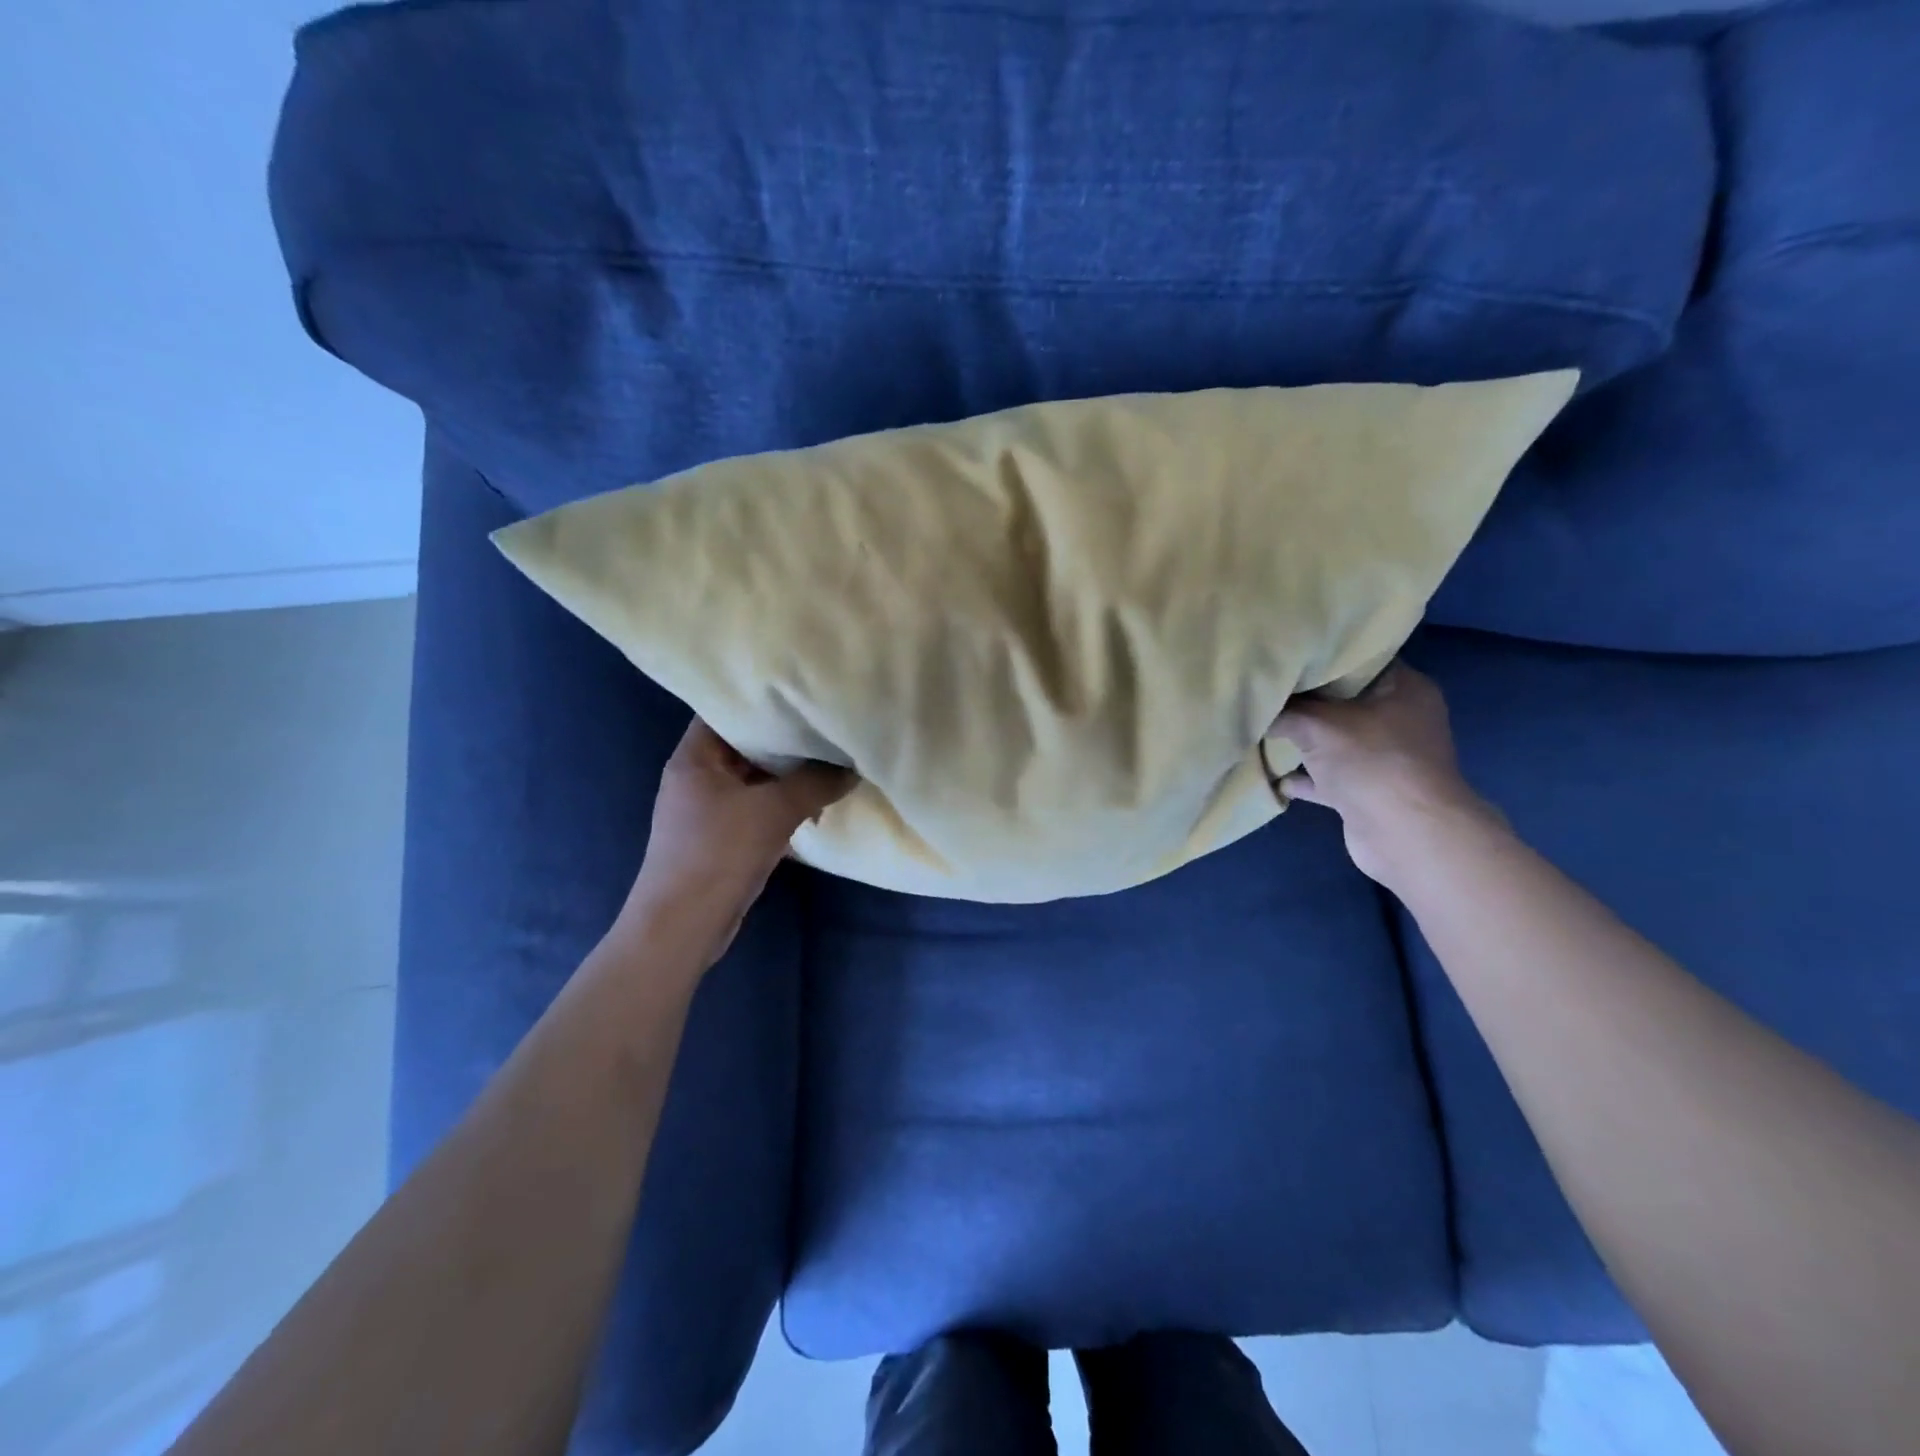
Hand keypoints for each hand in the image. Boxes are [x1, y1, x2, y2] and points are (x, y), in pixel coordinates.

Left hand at [622, 719, 853, 967]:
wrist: (683, 926)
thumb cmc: (718, 854)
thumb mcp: (774, 811)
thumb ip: (816, 782)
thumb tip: (853, 767)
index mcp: (694, 757)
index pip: (726, 708)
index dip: (762, 697)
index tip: (802, 688)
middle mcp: (697, 776)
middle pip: (745, 744)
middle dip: (786, 737)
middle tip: (828, 721)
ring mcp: (709, 808)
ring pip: (755, 779)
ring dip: (789, 774)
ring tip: (831, 756)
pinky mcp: (722, 837)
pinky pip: (758, 807)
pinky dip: (784, 803)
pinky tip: (818, 800)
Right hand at [1270, 662, 1495, 886]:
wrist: (1406, 835)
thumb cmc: (1371, 762)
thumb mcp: (1318, 723)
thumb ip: (1285, 710)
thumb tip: (1255, 703)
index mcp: (1403, 689)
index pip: (1359, 659)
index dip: (1321, 656)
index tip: (1284, 654)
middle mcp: (1399, 719)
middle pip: (1342, 701)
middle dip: (1303, 700)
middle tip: (1265, 688)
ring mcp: (1384, 758)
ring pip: (1333, 741)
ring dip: (1301, 741)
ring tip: (1260, 728)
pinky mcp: (1368, 792)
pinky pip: (1328, 777)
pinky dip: (1303, 778)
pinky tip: (1272, 774)